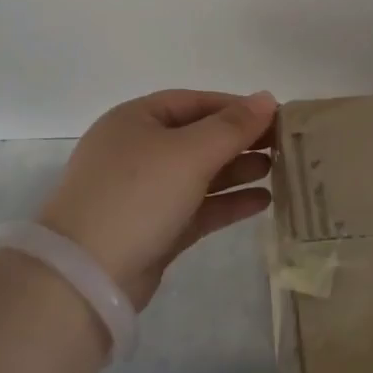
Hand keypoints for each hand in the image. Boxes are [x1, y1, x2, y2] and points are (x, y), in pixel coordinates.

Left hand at [37, 89, 276, 308]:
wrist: (86, 274)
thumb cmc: (138, 194)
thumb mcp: (189, 153)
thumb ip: (232, 126)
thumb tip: (267, 98)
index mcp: (136, 120)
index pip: (194, 102)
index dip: (236, 107)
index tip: (277, 116)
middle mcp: (138, 150)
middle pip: (199, 137)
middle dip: (241, 140)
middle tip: (286, 146)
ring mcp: (144, 192)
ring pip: (200, 174)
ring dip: (238, 170)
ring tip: (280, 171)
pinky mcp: (154, 229)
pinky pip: (198, 207)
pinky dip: (228, 203)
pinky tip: (263, 202)